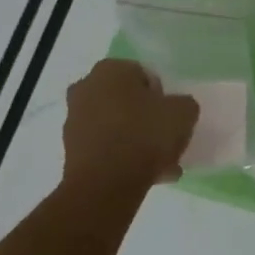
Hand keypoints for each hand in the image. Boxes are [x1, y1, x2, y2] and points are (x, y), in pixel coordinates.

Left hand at [62, 59, 198, 191]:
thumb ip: (183, 104)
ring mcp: (74, 120)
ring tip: (162, 165)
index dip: (162, 96)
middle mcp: (86, 88)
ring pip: (117, 127)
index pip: (144, 75)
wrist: (105, 184)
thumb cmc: (144, 135)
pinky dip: (123, 158)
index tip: (171, 116)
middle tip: (166, 140)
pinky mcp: (71, 150)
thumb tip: (175, 109)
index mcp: (110, 69)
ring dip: (137, 141)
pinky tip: (147, 176)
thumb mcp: (183, 112)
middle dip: (147, 119)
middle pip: (128, 101)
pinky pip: (106, 148)